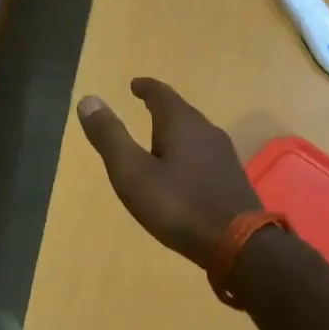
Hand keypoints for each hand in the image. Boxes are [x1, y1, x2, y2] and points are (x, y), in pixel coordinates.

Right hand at [76, 79, 262, 266]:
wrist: (240, 244)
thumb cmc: (178, 205)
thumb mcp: (132, 172)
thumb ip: (110, 136)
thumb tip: (88, 100)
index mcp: (181, 123)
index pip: (161, 94)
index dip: (145, 88)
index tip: (134, 85)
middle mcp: (206, 130)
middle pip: (181, 111)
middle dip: (161, 108)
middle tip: (144, 108)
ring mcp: (223, 155)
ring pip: (194, 133)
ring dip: (175, 131)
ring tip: (158, 139)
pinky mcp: (231, 178)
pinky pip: (203, 154)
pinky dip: (187, 152)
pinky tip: (182, 170)